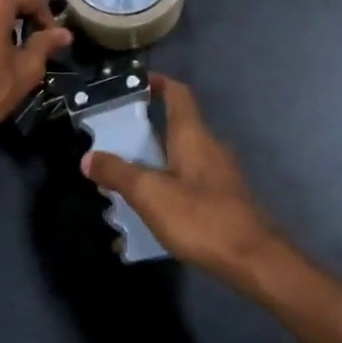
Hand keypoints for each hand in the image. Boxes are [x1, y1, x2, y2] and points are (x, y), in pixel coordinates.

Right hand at [81, 74, 289, 287]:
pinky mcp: (223, 199)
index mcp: (193, 136)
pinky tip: (149, 215)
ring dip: (152, 164)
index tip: (133, 85)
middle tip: (113, 143)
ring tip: (123, 183)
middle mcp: (209, 147)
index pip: (178, 93)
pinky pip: (188, 184)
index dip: (157, 83)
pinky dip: (166, 189)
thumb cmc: (200, 217)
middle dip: (143, 132)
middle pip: (175, 127)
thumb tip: (89, 157)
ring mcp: (219, 174)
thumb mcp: (150, 194)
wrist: (253, 259)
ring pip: (179, 159)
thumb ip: (118, 173)